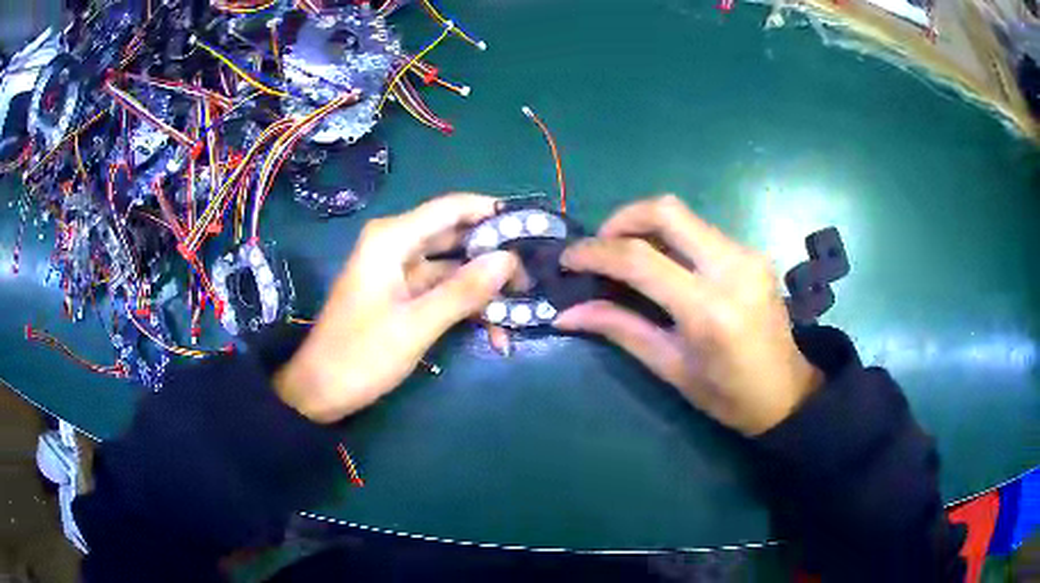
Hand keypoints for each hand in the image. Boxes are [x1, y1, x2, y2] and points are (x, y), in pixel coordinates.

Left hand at [274, 194, 517, 422]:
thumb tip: (508, 260)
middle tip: (533, 277)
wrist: (319, 390)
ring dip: (484, 288)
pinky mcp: (402, 294)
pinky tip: (493, 332)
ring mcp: (399, 270)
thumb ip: (463, 291)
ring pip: (453, 266)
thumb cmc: (360, 356)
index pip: (452, 208)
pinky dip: (466, 306)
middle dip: (494, 256)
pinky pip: (442, 289)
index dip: (493, 212)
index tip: (532, 229)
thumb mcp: (415, 326)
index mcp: (392, 239)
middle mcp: (396, 245)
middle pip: (456, 236)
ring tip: (521, 309)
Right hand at [555, 196, 822, 435]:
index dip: (595, 253)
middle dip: (621, 219)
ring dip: (646, 227)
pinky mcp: (751, 252)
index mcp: (709, 309)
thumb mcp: (671, 368)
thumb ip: (620, 329)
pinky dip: (671, 238)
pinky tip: (663, 265)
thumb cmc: (728, 396)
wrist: (787, 392)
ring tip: (625, 257)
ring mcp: (746, 254)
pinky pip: (701, 230)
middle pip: (666, 210)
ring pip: (684, 215)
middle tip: (600, 247)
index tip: (568, 259)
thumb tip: (567, 314)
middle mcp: (732, 268)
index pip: (640, 259)